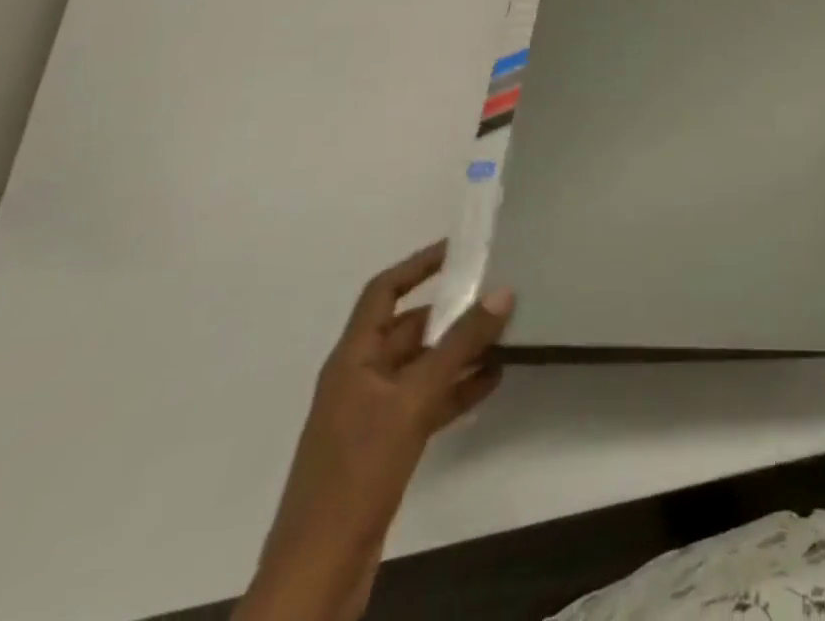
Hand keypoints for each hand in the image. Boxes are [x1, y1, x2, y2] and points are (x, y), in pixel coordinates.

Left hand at [236, 242, 512, 620]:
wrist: (318, 574)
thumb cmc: (358, 472)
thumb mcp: (414, 400)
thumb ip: (460, 345)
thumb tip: (502, 292)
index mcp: (353, 358)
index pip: (385, 291)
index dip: (419, 265)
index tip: (460, 250)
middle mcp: (361, 377)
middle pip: (409, 328)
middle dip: (452, 312)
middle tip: (499, 296)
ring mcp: (373, 414)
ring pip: (423, 365)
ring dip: (460, 352)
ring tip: (507, 337)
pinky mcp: (386, 445)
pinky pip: (427, 400)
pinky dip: (456, 388)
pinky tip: (492, 382)